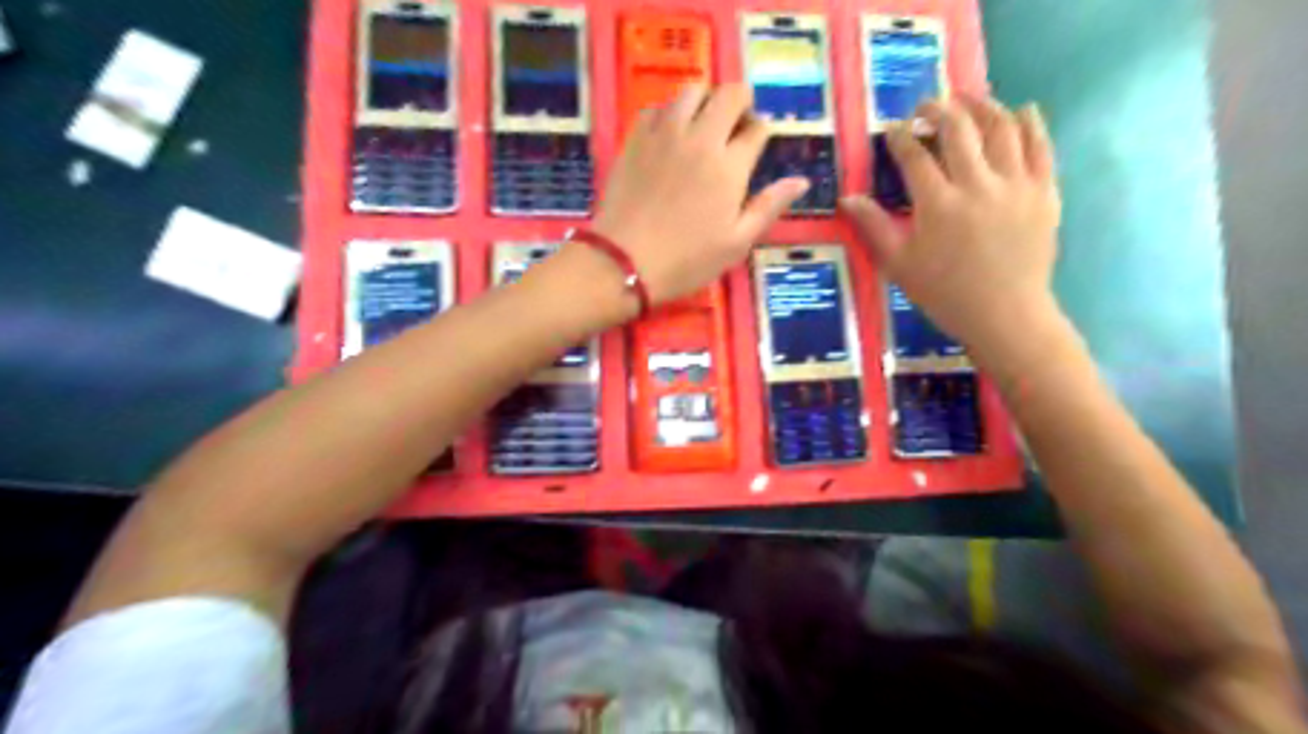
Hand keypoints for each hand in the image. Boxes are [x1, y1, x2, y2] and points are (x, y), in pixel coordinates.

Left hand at [595, 84, 809, 303]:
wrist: (624, 261)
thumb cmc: (686, 260)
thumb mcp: (736, 243)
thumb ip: (769, 207)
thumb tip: (801, 180)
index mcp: (730, 167)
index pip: (756, 129)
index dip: (762, 132)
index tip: (758, 144)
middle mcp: (700, 139)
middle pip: (729, 94)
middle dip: (741, 103)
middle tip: (736, 125)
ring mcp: (664, 134)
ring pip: (692, 90)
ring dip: (705, 100)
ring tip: (703, 125)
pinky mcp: (635, 138)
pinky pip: (658, 107)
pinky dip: (670, 112)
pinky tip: (670, 135)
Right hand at [843, 94, 1066, 364]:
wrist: (1006, 315)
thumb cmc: (945, 294)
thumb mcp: (898, 264)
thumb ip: (873, 227)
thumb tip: (847, 198)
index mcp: (938, 205)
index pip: (915, 155)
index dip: (901, 136)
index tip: (893, 129)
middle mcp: (978, 185)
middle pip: (958, 129)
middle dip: (938, 109)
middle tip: (926, 106)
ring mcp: (1016, 185)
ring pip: (1001, 127)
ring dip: (982, 106)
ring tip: (968, 100)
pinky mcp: (1044, 191)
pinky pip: (1040, 145)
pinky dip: (1028, 122)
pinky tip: (1019, 111)